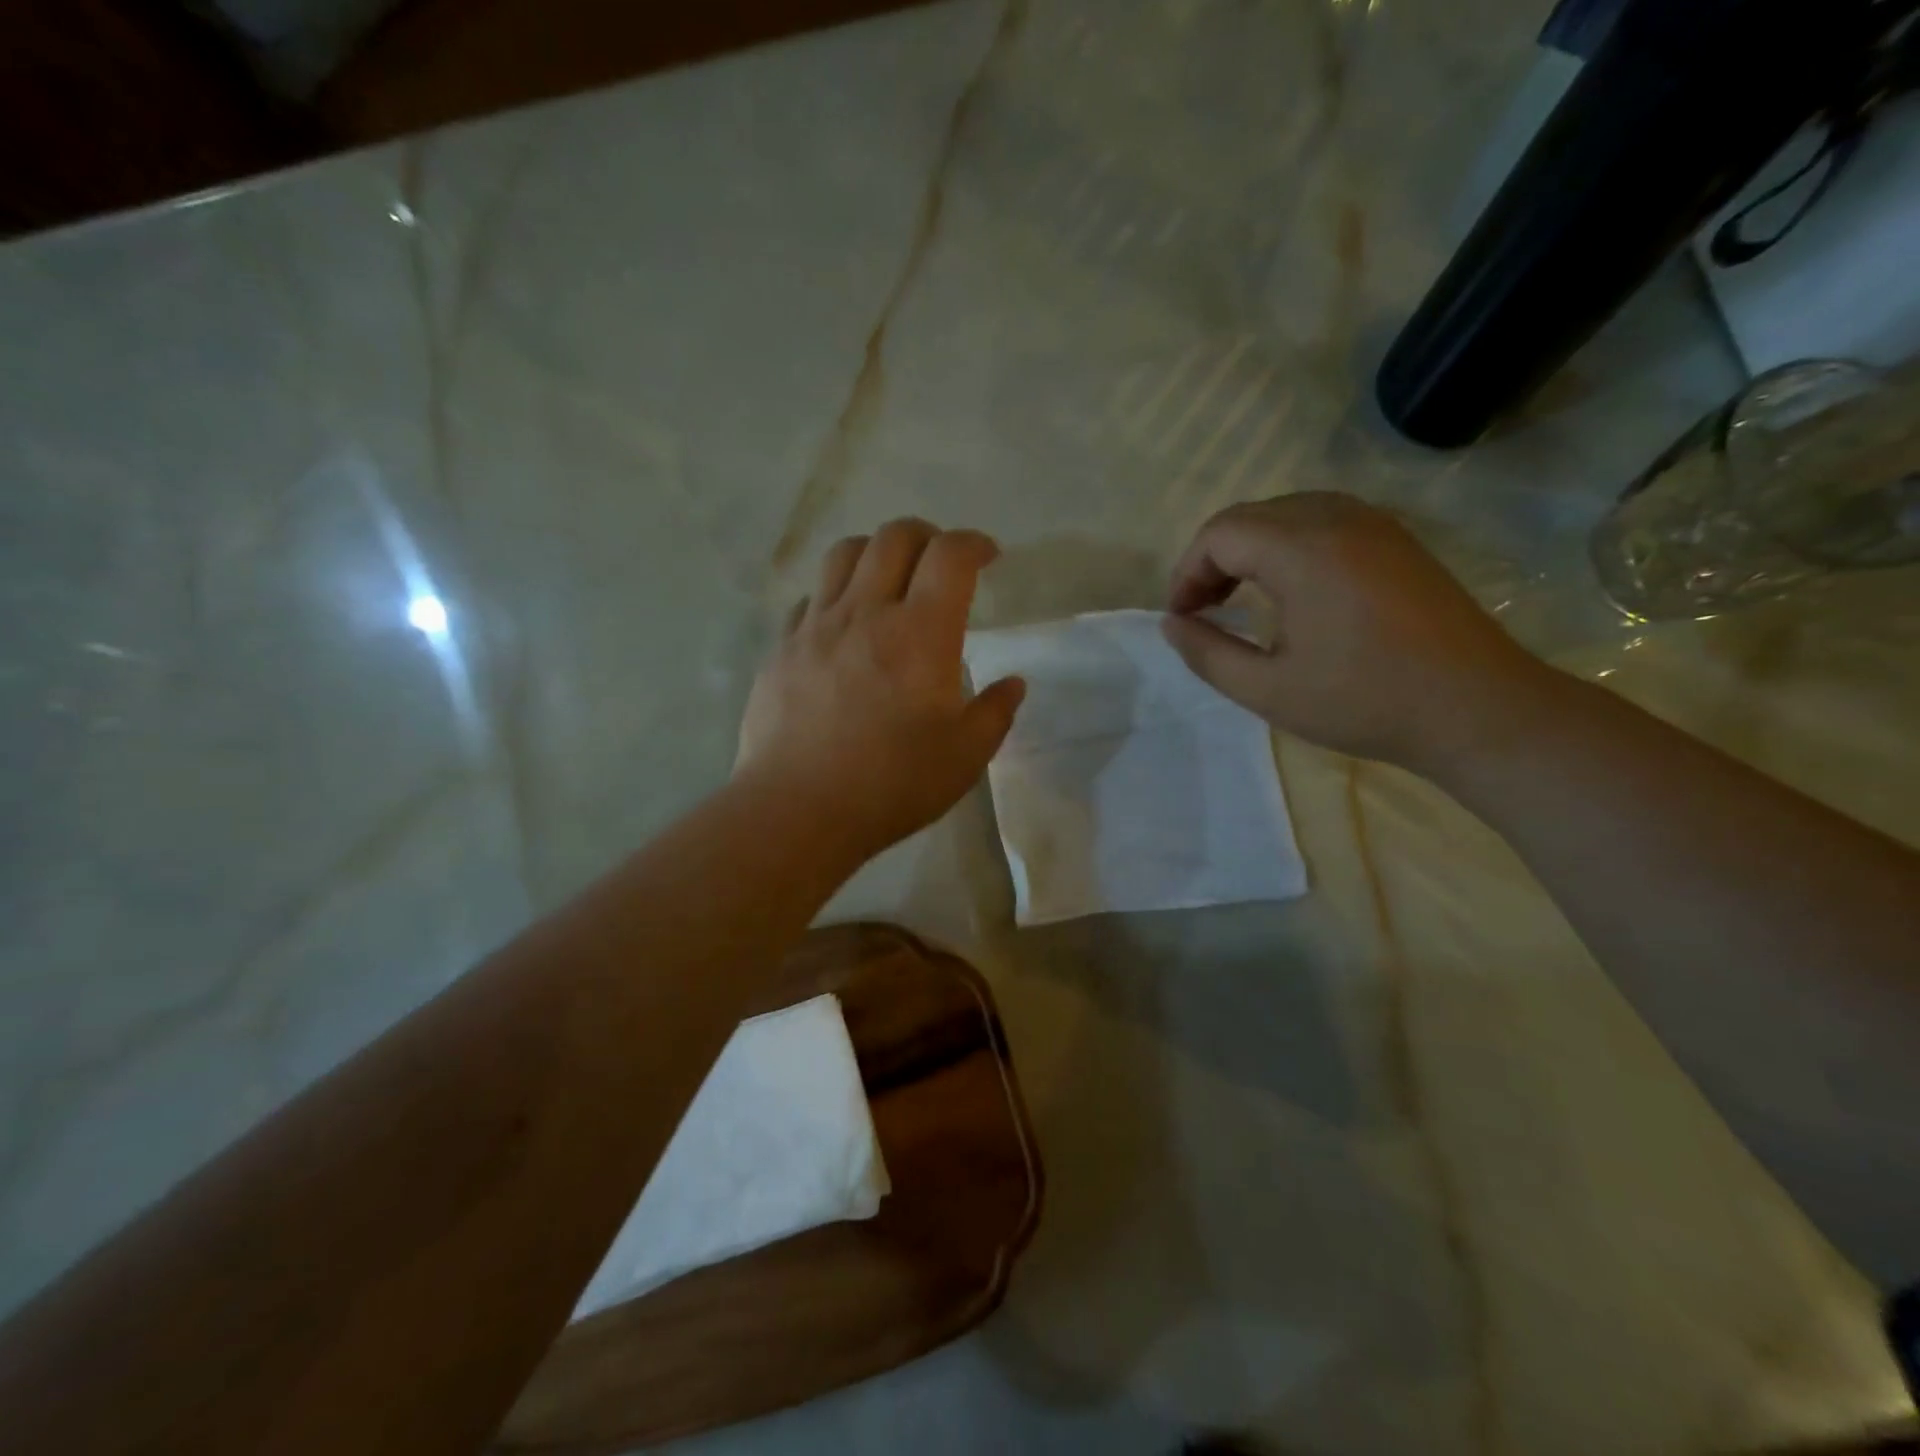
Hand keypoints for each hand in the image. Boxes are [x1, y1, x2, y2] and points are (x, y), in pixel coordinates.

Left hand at [738, 519, 1025, 856]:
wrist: (798, 810)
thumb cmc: (892, 784)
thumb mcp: (965, 757)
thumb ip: (995, 713)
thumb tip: (1013, 684)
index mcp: (920, 632)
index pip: (951, 555)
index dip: (975, 543)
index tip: (988, 557)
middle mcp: (866, 612)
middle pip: (894, 537)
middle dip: (927, 536)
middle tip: (940, 564)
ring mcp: (816, 626)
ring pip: (844, 554)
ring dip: (875, 552)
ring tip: (889, 580)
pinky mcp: (782, 648)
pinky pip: (810, 599)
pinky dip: (835, 595)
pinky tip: (843, 626)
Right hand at [1162, 493, 1548, 773]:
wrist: (1478, 708)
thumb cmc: (1365, 701)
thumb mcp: (1267, 690)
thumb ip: (1207, 653)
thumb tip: (1172, 624)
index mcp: (1302, 549)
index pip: (1218, 534)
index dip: (1186, 573)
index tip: (1182, 619)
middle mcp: (1337, 518)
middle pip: (1248, 517)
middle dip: (1212, 560)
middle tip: (1203, 612)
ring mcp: (1374, 523)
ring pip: (1285, 513)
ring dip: (1249, 550)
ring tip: (1239, 601)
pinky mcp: (1397, 540)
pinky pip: (1322, 521)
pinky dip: (1288, 547)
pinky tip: (1291, 592)